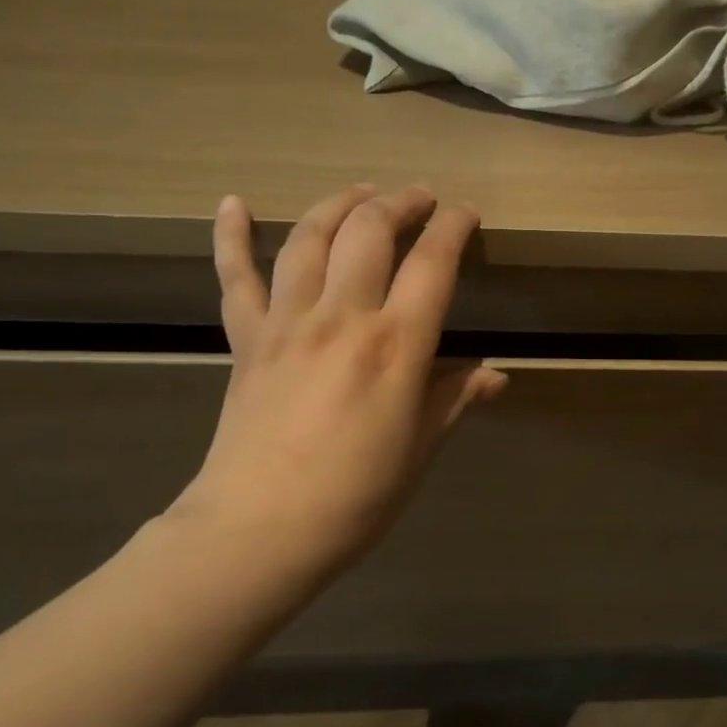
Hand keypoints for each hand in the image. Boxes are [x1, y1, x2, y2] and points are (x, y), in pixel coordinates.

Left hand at [171, 184, 505, 578]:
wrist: (257, 532)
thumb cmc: (354, 498)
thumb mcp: (419, 450)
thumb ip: (454, 399)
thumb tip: (494, 374)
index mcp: (395, 346)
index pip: (432, 263)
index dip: (453, 227)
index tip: (466, 214)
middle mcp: (342, 317)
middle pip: (369, 231)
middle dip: (400, 202)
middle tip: (419, 197)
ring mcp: (287, 322)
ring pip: (310, 238)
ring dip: (339, 205)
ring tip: (360, 194)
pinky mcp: (246, 339)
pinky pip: (234, 277)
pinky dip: (231, 236)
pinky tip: (233, 203)